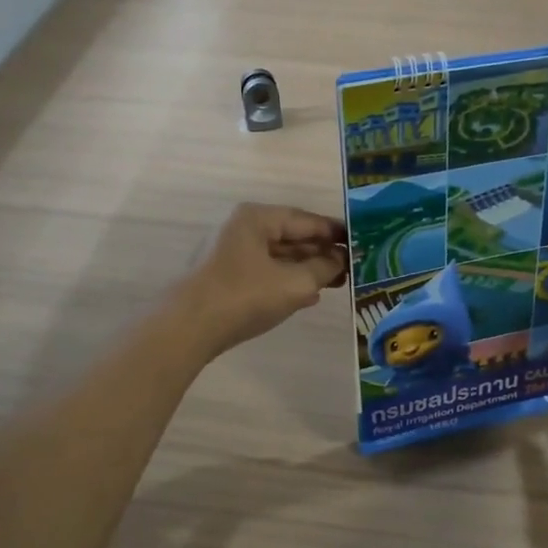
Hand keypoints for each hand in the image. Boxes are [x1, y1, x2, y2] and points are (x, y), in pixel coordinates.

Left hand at [175, 203, 348, 357]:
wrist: (187, 328)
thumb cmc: (244, 296)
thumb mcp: (294, 283)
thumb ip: (323, 268)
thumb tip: (340, 260)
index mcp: (257, 218)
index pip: (306, 220)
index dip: (335, 232)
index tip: (361, 242)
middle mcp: (242, 229)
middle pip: (291, 237)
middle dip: (322, 252)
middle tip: (353, 267)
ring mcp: (230, 254)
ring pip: (279, 257)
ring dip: (307, 269)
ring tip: (337, 282)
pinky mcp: (225, 279)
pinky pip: (265, 273)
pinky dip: (288, 281)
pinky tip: (308, 296)